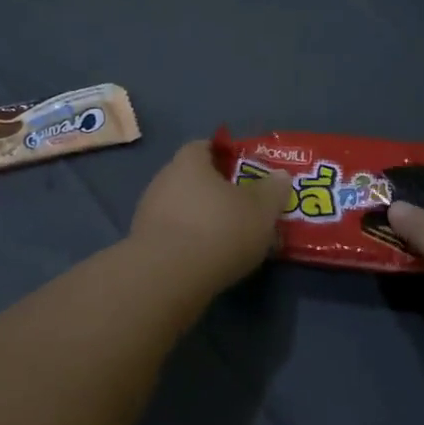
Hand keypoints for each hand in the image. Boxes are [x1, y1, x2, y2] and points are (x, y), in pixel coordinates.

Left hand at [131, 139, 291, 289]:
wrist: (168, 278)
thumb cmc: (219, 230)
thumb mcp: (261, 209)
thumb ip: (273, 190)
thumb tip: (280, 176)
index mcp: (188, 162)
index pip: (205, 146)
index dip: (225, 156)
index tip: (245, 171)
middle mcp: (163, 180)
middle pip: (193, 179)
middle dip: (215, 191)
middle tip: (242, 207)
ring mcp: (148, 213)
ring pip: (182, 208)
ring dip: (201, 218)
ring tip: (228, 238)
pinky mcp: (143, 244)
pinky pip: (173, 234)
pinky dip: (189, 241)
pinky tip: (207, 258)